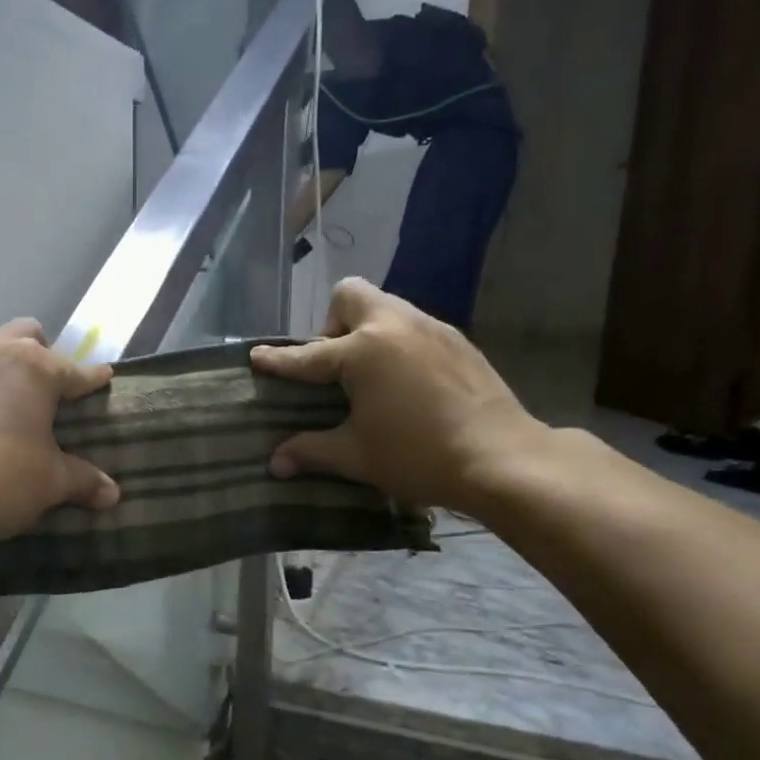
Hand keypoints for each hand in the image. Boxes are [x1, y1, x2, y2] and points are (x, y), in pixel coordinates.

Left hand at [0, 319, 119, 546]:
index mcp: (34, 366)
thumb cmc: (3, 477)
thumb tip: (111, 495)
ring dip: (6, 367)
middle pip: (26, 335)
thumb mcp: (51, 481)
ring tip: (15, 402)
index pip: (75, 370)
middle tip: (52, 391)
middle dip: (44, 355)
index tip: (104, 379)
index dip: (93, 379)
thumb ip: (83, 480)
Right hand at [249, 279, 550, 515]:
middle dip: (331, 323)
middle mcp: (394, 326)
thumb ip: (311, 451)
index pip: (307, 355)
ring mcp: (431, 328)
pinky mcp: (457, 340)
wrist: (502, 458)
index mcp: (363, 351)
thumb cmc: (419, 456)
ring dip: (366, 330)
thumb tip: (274, 464)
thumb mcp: (356, 456)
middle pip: (350, 295)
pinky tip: (405, 381)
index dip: (279, 360)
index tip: (257, 356)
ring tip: (369, 375)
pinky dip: (397, 343)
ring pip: (386, 306)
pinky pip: (413, 326)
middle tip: (335, 366)